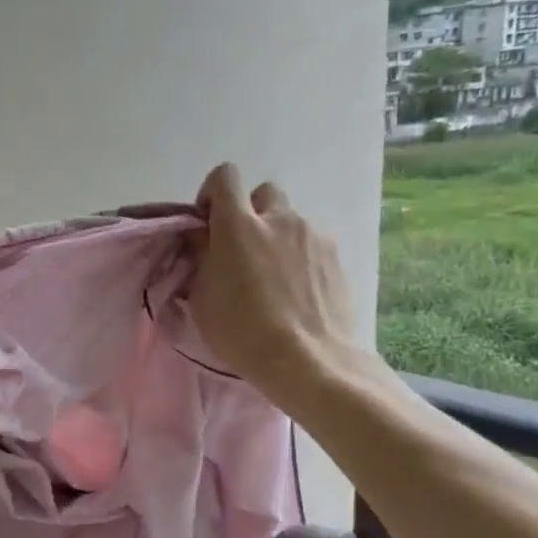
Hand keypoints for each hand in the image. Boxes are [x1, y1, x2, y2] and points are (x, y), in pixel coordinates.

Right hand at [189, 163, 368, 397]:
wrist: (308, 361)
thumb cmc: (242, 332)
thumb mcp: (202, 298)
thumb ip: (201, 258)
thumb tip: (203, 240)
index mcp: (238, 225)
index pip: (225, 176)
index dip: (213, 193)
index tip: (209, 223)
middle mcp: (278, 219)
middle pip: (263, 193)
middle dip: (251, 213)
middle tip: (243, 250)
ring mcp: (313, 235)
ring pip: (290, 221)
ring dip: (277, 237)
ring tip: (274, 277)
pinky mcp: (337, 257)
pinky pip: (312, 244)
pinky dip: (301, 258)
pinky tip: (298, 291)